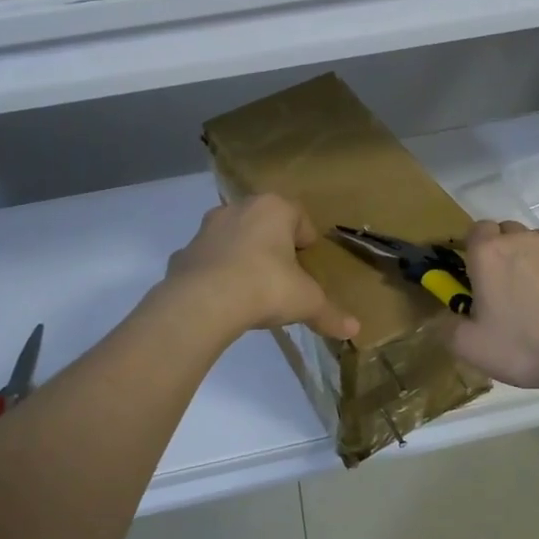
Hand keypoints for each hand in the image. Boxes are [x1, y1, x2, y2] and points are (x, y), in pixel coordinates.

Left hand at [164, 194, 359, 341]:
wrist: (203, 303)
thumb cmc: (265, 287)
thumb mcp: (306, 302)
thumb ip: (330, 313)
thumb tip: (354, 329)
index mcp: (273, 209)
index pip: (298, 215)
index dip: (306, 238)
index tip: (309, 260)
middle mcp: (238, 209)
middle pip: (263, 222)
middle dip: (273, 243)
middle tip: (283, 272)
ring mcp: (206, 229)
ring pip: (232, 236)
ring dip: (242, 254)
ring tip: (252, 286)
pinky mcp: (183, 253)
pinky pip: (206, 259)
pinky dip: (215, 272)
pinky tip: (223, 298)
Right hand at [444, 220, 538, 389]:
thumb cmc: (523, 345)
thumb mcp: (471, 347)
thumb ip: (448, 329)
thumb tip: (443, 319)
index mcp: (488, 253)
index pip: (475, 230)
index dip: (475, 249)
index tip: (477, 275)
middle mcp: (521, 239)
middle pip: (506, 231)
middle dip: (503, 250)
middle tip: (505, 286)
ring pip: (535, 241)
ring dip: (531, 258)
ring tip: (537, 293)